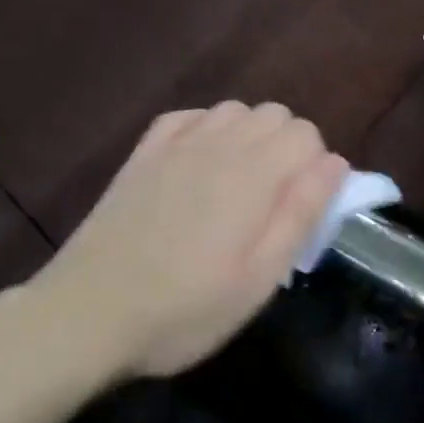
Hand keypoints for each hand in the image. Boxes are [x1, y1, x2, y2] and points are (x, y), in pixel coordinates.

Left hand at [41, 102, 349, 378]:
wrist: (88, 313)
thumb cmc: (186, 308)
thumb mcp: (260, 278)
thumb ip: (302, 213)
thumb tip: (335, 162)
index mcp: (254, 173)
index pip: (307, 134)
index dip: (314, 169)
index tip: (299, 210)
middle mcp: (219, 143)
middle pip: (274, 114)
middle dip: (287, 149)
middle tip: (271, 204)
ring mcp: (176, 144)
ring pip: (234, 110)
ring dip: (249, 136)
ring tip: (237, 185)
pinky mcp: (143, 152)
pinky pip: (189, 116)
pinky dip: (207, 129)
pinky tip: (199, 163)